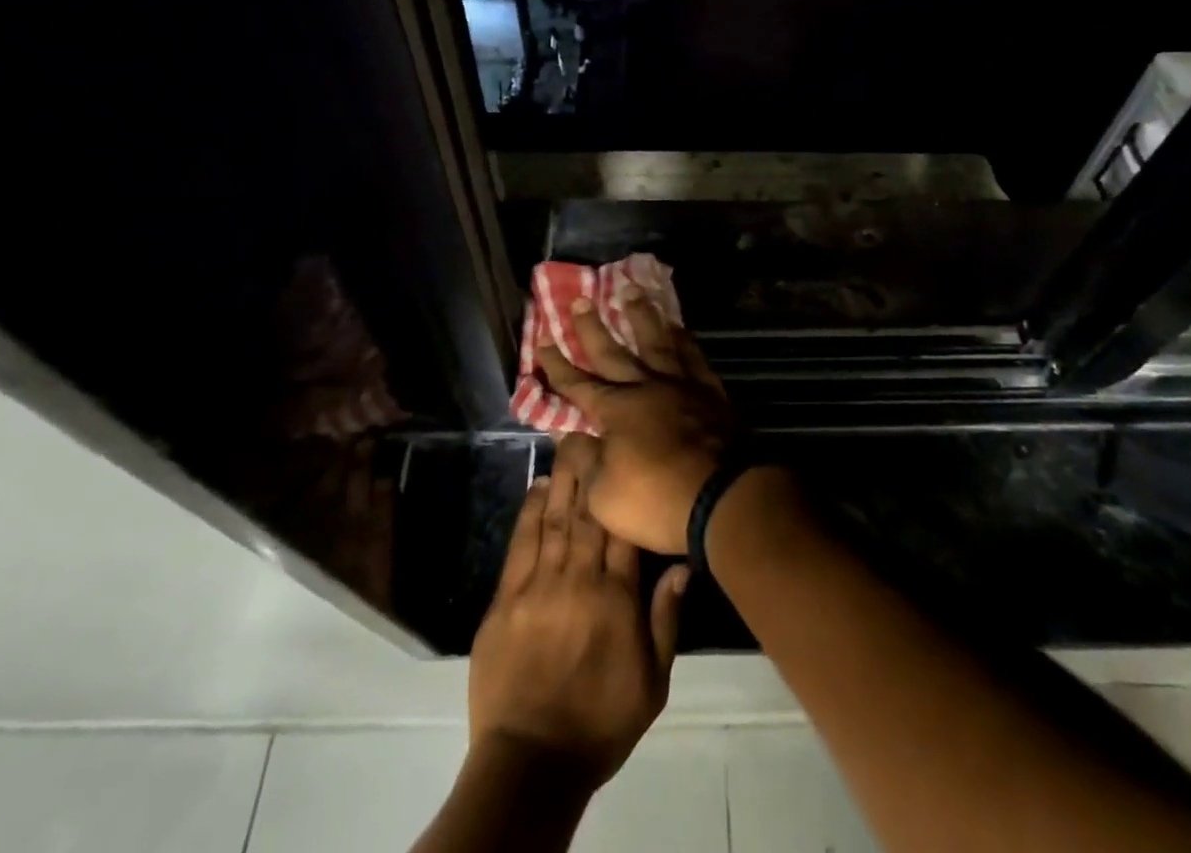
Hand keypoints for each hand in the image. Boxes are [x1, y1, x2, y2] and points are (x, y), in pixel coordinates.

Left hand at [468, 436, 690, 789]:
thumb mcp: (653, 682)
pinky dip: (528, 512)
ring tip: (565, 443)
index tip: (619, 450)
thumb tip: (684, 565)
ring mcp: (539, 585)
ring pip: (553, 518)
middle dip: (588, 468)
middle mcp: (579, 579)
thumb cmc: (600, 722)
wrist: (532, 761)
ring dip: (560, 478)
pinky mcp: (506, 598)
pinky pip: (520, 544)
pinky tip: (535, 487)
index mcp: (617, 596)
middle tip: (588, 428)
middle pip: (586, 512)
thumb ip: (666, 619)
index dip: (620, 485)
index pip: (622, 527)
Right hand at [535, 295, 735, 553]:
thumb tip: (569, 437)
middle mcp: (645, 388)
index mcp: (616, 410)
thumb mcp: (604, 495)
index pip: (578, 384)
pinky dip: (684, 340)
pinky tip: (678, 328)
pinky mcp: (710, 394)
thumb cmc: (658, 499)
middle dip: (592, 328)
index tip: (541, 341)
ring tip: (632, 291)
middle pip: (613, 353)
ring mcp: (681, 386)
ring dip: (642, 317)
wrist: (725, 497)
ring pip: (656, 343)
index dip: (557, 366)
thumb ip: (585, 461)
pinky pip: (693, 357)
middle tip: (579, 299)